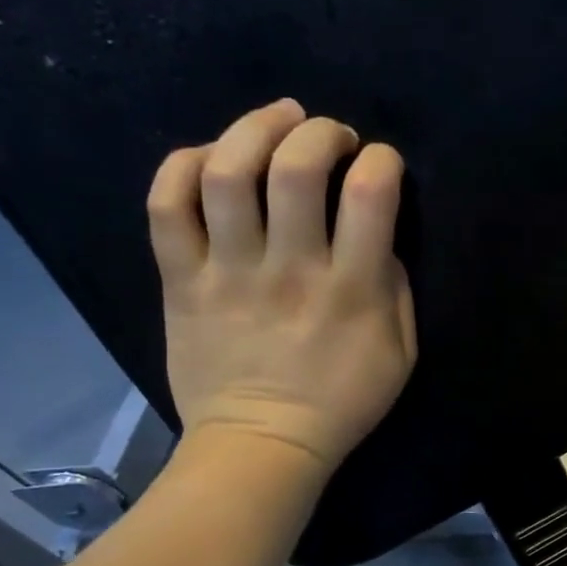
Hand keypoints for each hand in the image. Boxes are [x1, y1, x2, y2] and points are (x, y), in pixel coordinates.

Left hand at [147, 99, 416, 477]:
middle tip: (331, 136)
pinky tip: (211, 158)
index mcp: (351, 290)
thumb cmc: (341, 403)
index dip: (381, 160)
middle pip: (296, 167)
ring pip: (229, 172)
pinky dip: (184, 165)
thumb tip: (380, 237)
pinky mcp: (182, 281)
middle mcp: (289, 269)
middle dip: (321, 132)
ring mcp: (228, 272)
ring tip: (277, 120)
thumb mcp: (400, 355)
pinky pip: (166, 205)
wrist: (262, 445)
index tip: (380, 165)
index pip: (370, 194)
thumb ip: (396, 291)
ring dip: (256, 128)